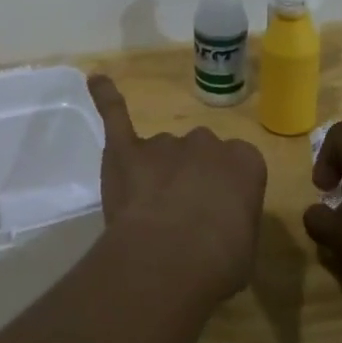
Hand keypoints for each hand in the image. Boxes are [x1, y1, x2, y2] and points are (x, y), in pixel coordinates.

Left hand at [88, 74, 265, 303]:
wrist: (169, 259)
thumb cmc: (219, 262)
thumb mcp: (246, 247)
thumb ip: (232, 223)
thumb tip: (217, 228)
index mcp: (245, 162)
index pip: (239, 166)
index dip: (225, 192)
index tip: (217, 216)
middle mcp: (205, 143)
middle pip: (198, 152)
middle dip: (190, 176)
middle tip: (181, 214)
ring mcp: (164, 143)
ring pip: (160, 149)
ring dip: (155, 171)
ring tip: (147, 209)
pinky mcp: (125, 149)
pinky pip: (115, 114)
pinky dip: (105, 97)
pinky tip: (96, 80)